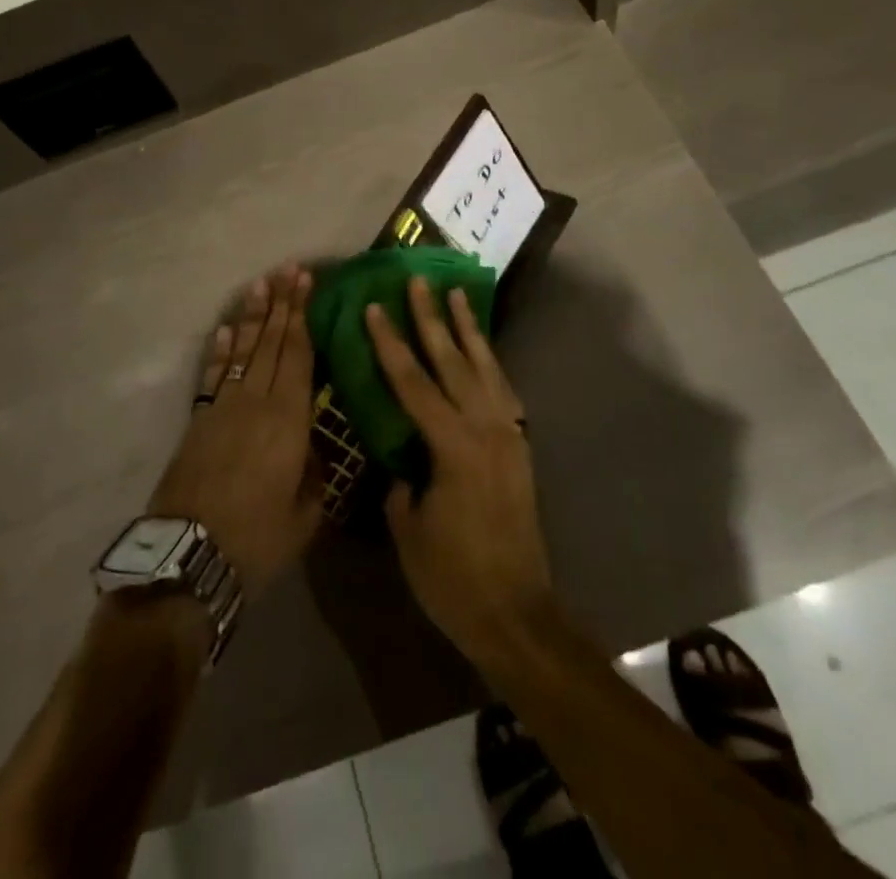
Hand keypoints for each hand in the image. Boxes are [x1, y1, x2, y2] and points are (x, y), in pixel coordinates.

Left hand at [150, 265, 323, 598]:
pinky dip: (218, 352)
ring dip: (250, 317)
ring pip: (241, 351)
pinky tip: (223, 332)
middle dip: (280, 304)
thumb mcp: (305, 514)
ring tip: (259, 285)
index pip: (297, 354)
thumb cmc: (257, 539)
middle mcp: (255, 401)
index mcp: (288, 419)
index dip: (302, 317)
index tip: (306, 284)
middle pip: (270, 342)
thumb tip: (315, 449)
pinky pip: (212, 376)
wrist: (189, 560)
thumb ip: (316, 475)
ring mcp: (222, 408)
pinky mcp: (198, 422)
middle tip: (288, 270)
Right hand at [365, 277, 554, 661]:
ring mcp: (508, 435)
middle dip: (432, 318)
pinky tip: (482, 351)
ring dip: (468, 330)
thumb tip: (401, 459)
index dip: (391, 344)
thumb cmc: (453, 578)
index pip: (413, 383)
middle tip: (418, 281)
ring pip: (485, 368)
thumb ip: (402, 482)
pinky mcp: (520, 448)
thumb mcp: (409, 530)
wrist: (517, 615)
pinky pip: (503, 392)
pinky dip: (490, 364)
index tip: (376, 308)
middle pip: (453, 362)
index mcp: (453, 446)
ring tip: (456, 295)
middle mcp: (485, 429)